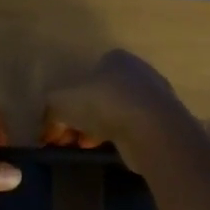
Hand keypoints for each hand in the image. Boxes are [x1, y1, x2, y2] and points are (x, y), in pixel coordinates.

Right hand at [41, 49, 196, 168]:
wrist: (152, 130)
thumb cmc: (104, 104)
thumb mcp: (61, 102)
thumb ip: (50, 110)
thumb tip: (47, 127)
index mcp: (115, 58)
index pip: (84, 76)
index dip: (66, 101)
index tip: (57, 124)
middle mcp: (137, 72)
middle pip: (99, 96)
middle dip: (80, 118)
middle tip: (67, 139)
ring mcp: (153, 97)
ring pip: (115, 113)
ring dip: (95, 130)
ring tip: (82, 147)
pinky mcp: (162, 122)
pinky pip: (131, 129)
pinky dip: (116, 138)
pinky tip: (104, 150)